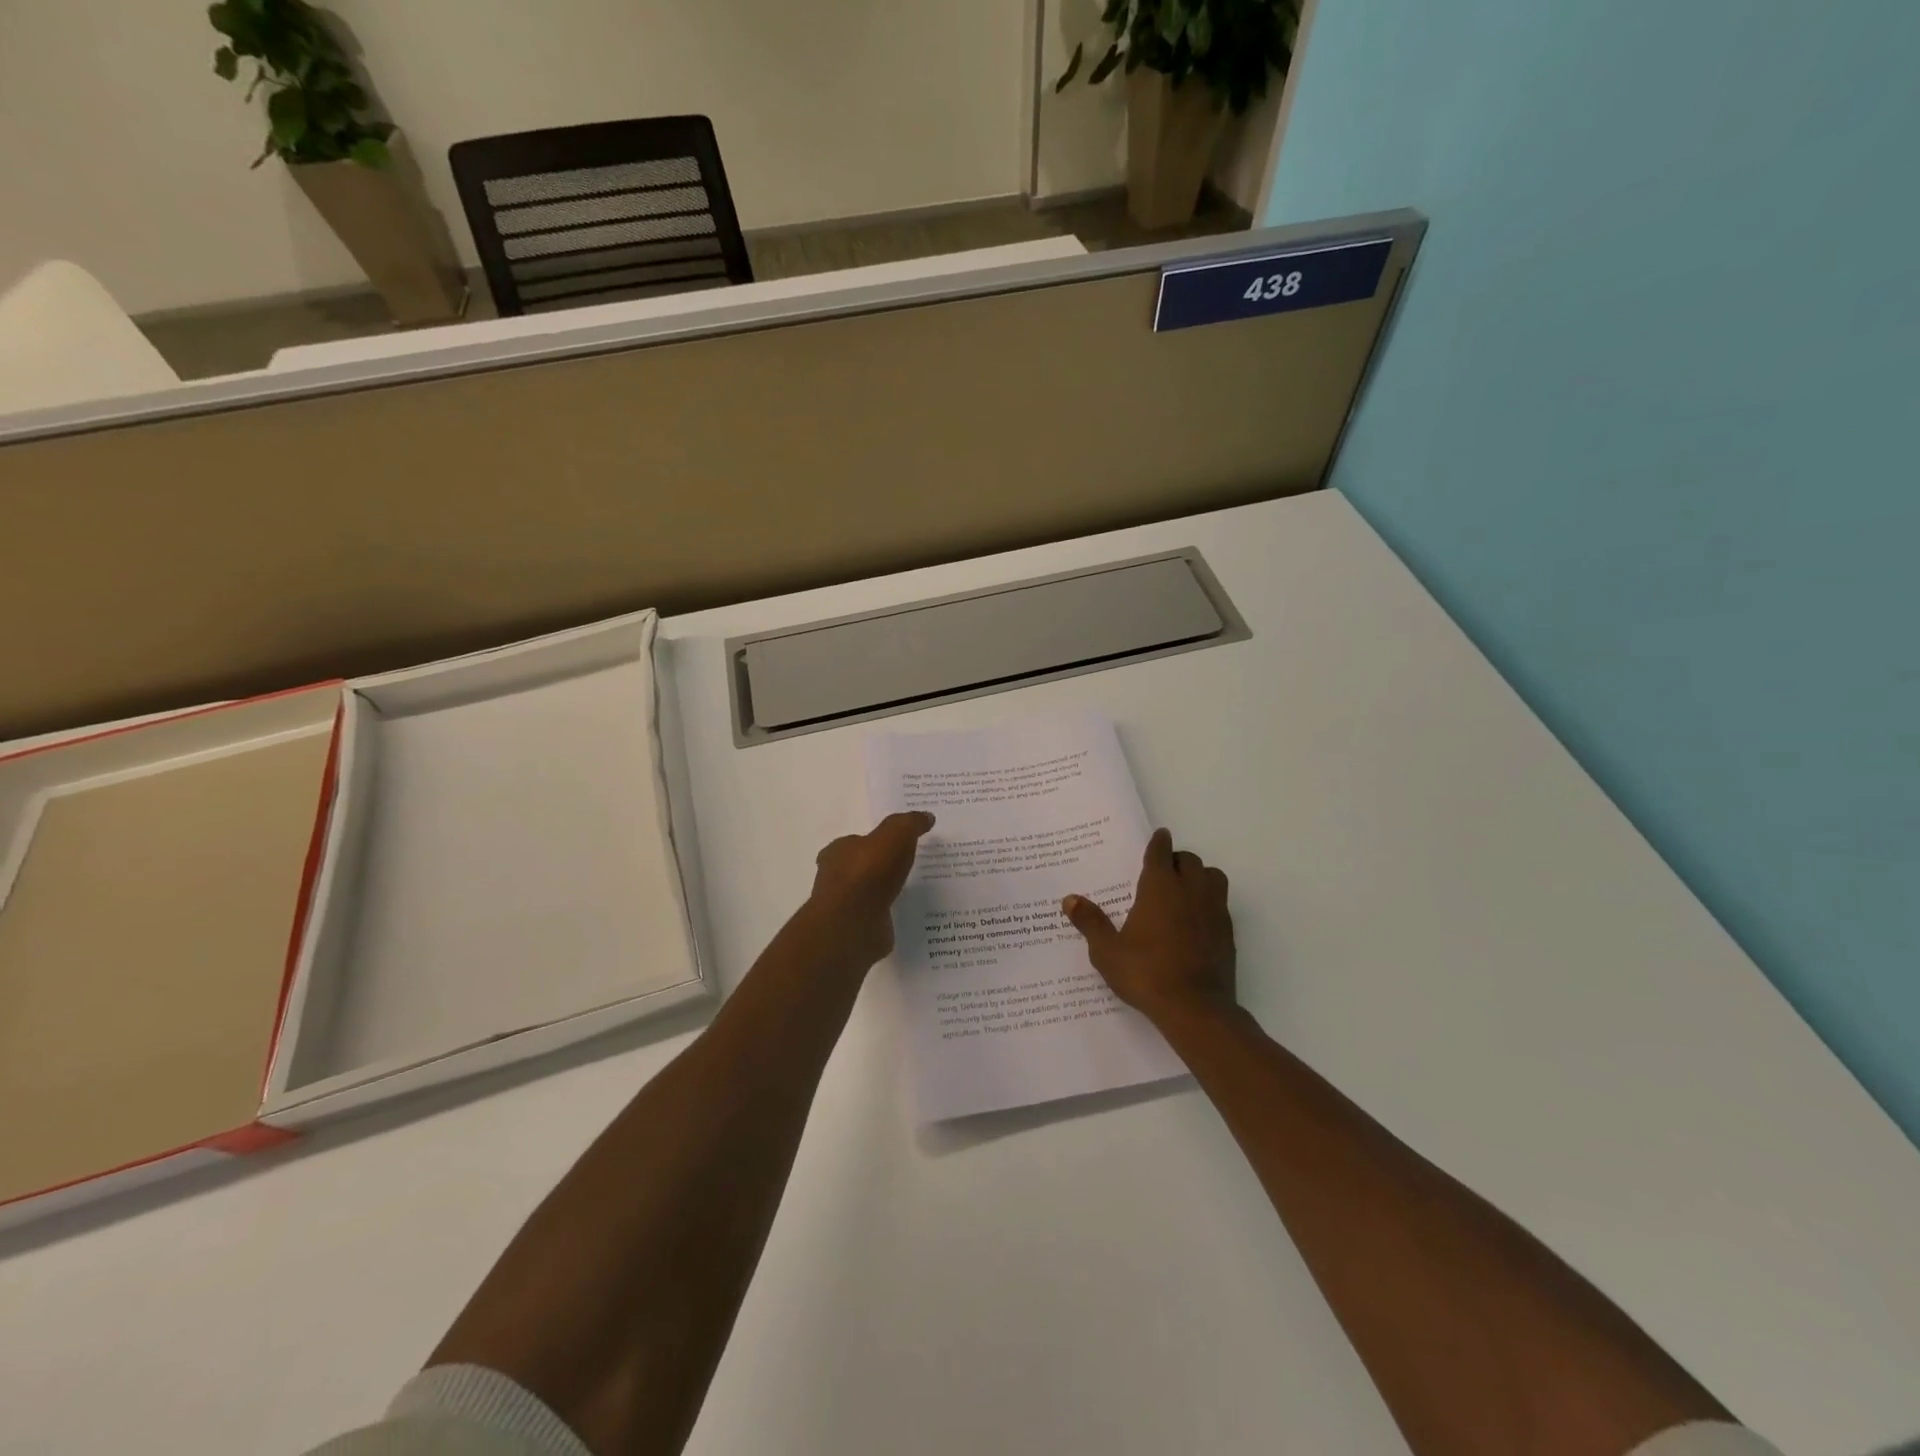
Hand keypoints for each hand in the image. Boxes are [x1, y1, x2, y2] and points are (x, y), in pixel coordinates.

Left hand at [803, 811, 935, 967]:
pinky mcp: (856, 930)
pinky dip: (890, 915)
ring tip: (913, 891)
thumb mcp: (895, 835)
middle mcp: (835, 877)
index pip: (856, 842)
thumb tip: (926, 816)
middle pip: (861, 868)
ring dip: (886, 893)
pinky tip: (908, 915)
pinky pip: (877, 918)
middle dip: (881, 868)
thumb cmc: (869, 872)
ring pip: (869, 894)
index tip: (899, 845)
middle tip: (908, 867)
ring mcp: (845, 906)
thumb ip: (910, 823)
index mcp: (838, 851)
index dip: (876, 842)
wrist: (854, 923)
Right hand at [1063, 828, 1235, 1026]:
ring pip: (1213, 877)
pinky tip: (1197, 920)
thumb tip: (1070, 899)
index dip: (1159, 842)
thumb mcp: (1107, 951)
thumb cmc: (1146, 973)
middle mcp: (1190, 890)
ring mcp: (1214, 910)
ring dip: (1200, 876)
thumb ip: (1090, 922)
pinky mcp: (1228, 932)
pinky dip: (1210, 902)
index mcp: (1159, 887)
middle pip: (1190, 861)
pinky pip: (1221, 903)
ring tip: (1185, 890)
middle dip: (1177, 860)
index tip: (1159, 836)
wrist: (1195, 1008)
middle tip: (1163, 871)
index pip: (1161, 852)